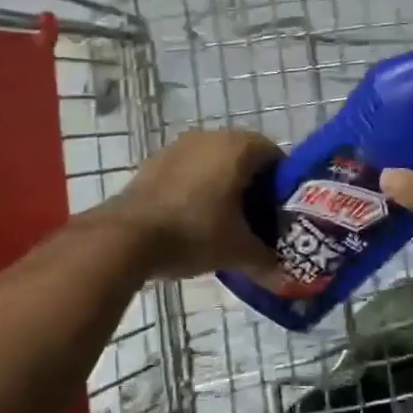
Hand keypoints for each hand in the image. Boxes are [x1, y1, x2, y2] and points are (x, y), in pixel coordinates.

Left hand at [102, 128, 281, 279]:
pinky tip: (194, 218)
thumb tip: (284, 276)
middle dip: (253, 186)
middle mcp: (211, 136)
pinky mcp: (156, 160)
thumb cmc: (194, 232)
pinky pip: (190, 169)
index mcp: (239, 147)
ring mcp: (180, 145)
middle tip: (256, 220)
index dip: (282, 186)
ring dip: (224, 186)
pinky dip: (198, 187)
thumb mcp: (237, 251)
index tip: (279, 213)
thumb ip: (266, 260)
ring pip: (215, 162)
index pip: (275, 157)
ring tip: (225, 222)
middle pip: (245, 157)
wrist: (127, 236)